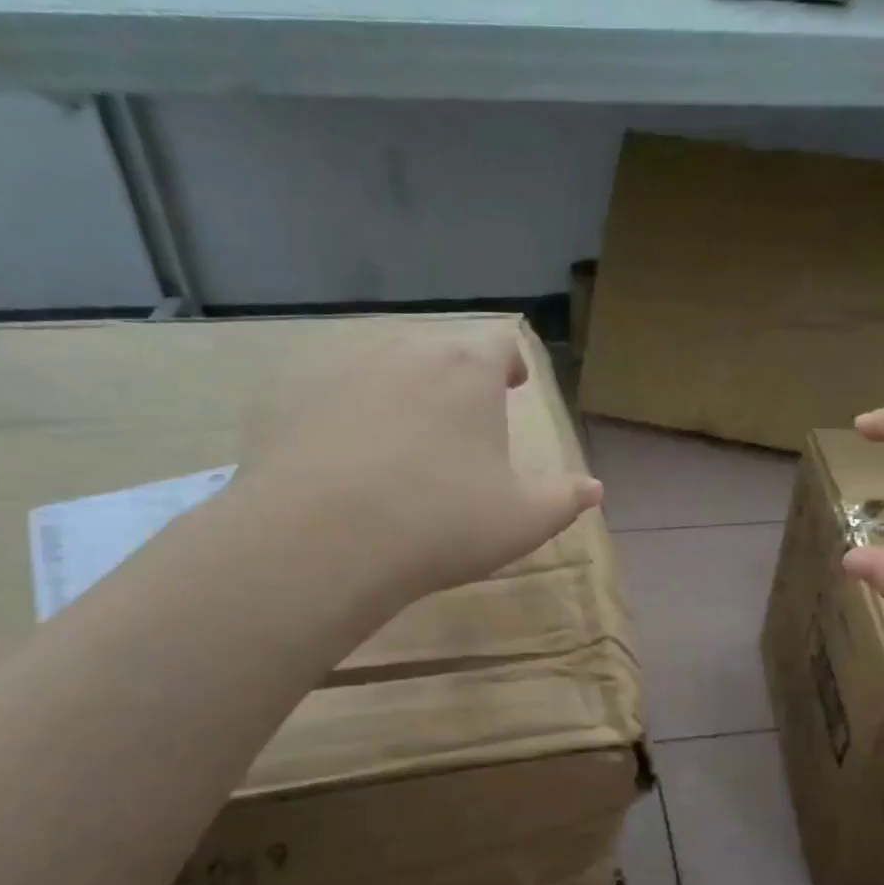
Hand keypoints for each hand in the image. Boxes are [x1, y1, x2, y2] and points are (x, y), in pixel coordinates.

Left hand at [238, 322, 601, 601]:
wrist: (322, 539)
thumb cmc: (442, 522)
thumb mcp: (523, 520)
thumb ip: (565, 500)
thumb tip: (593, 488)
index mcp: (468, 371)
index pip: (500, 344)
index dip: (512, 363)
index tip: (515, 384)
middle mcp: (406, 353)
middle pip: (441, 351)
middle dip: (458, 378)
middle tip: (464, 417)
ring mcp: (342, 370)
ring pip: (384, 368)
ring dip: (403, 392)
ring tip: (405, 437)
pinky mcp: (290, 397)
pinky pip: (331, 395)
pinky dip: (347, 414)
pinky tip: (345, 456)